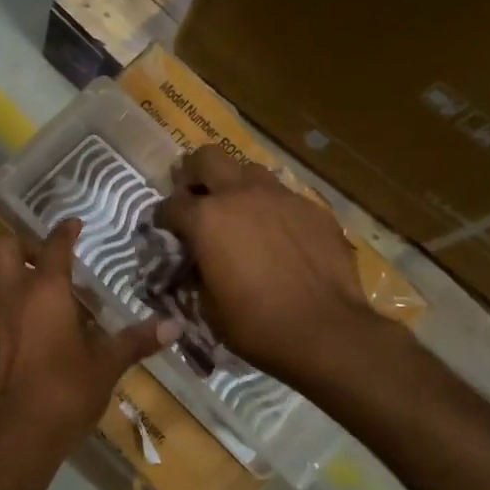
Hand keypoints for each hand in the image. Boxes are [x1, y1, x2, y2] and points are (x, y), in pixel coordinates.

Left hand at [0, 220, 175, 462]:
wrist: (12, 438)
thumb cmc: (63, 395)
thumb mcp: (105, 368)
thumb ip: (136, 341)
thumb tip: (175, 325)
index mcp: (45, 292)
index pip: (54, 247)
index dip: (64, 232)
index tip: (72, 224)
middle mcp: (9, 295)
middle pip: (1, 247)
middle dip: (19, 244)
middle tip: (39, 260)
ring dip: (1, 274)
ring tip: (22, 290)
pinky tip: (7, 327)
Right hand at [155, 145, 392, 385]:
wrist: (326, 331)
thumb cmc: (256, 325)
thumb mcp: (208, 306)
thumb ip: (196, 272)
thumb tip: (196, 263)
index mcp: (206, 219)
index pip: (170, 204)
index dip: (162, 217)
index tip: (164, 230)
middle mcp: (241, 195)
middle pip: (208, 157)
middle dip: (195, 173)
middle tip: (195, 196)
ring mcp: (281, 197)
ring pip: (249, 171)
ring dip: (236, 186)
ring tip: (238, 212)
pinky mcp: (314, 209)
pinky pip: (284, 197)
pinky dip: (271, 209)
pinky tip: (277, 235)